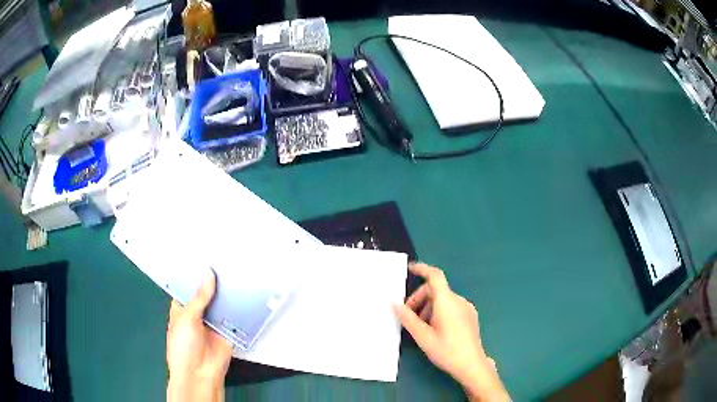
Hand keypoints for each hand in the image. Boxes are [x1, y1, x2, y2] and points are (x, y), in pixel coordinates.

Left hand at [167, 270, 233, 401]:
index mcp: (182, 307)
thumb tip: (209, 274)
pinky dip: (239, 307)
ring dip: (228, 293)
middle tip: (226, 260)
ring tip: (238, 271)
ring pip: (222, 303)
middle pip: (208, 293)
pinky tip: (246, 292)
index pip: (189, 286)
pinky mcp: (228, 330)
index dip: (196, 273)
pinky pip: (235, 316)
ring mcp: (214, 322)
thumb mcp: (186, 318)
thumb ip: (199, 297)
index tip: (206, 257)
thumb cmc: (183, 344)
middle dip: (215, 281)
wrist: (200, 373)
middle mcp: (198, 312)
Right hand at [393, 263, 508, 401]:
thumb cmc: (446, 350)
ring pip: (443, 299)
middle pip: (436, 290)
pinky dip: (439, 311)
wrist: (472, 365)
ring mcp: (466, 308)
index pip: (435, 276)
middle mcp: (459, 300)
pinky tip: (435, 329)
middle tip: (409, 316)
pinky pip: (451, 306)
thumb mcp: (423, 336)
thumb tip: (394, 304)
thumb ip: (408, 318)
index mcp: (447, 302)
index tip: (409, 269)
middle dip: (419, 299)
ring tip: (421, 327)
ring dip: (428, 307)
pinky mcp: (470, 316)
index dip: (422, 269)